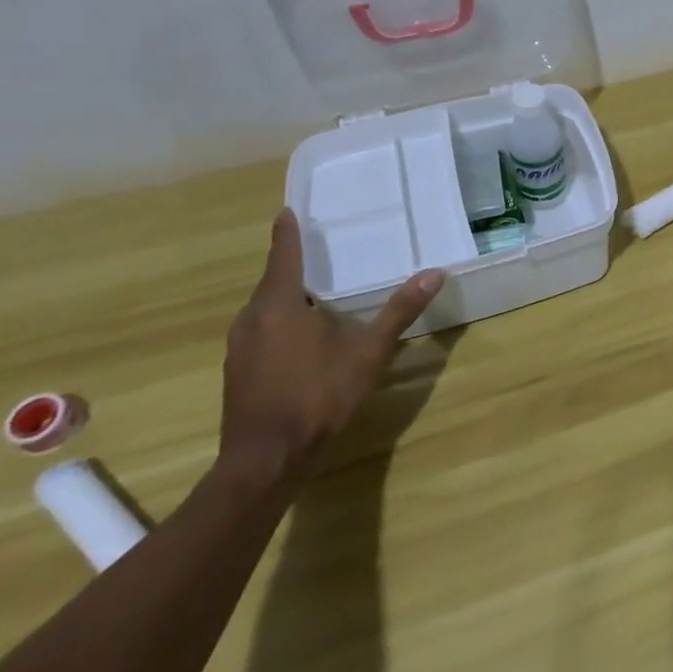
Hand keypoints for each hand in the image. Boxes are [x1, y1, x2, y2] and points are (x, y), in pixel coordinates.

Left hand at [219, 209, 445, 485]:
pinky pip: (261, 331)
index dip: (287, 232)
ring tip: (315, 290)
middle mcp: (251, 319)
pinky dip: (280, 321)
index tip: (288, 210)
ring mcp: (240, 348)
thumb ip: (399, 311)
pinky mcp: (238, 372)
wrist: (266, 461)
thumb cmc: (317, 397)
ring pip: (265, 309)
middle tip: (318, 249)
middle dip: (292, 265)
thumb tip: (434, 273)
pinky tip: (302, 336)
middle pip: (273, 282)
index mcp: (278, 305)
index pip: (283, 256)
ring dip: (287, 296)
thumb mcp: (368, 352)